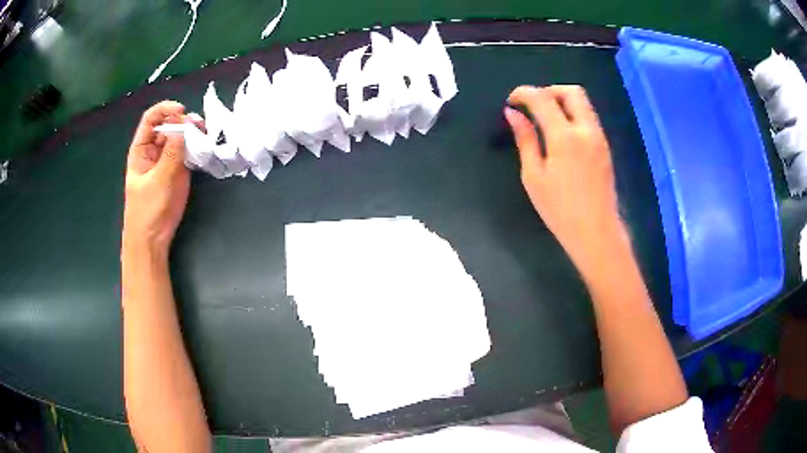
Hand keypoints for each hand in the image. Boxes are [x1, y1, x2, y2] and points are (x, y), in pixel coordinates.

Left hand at [123, 101, 195, 257]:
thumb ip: (172, 153)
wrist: (152, 239)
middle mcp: (154, 150)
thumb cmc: (147, 210)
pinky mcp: (179, 170)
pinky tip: (205, 145)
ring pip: (180, 137)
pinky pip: (188, 151)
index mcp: (141, 149)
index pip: (151, 120)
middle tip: (199, 125)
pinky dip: (197, 146)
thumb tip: (185, 126)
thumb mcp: (158, 180)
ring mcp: (167, 160)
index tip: (181, 110)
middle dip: (183, 121)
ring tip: (205, 133)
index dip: (164, 110)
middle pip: (168, 125)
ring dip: (192, 132)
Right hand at [505, 85, 625, 268]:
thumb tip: (513, 114)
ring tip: (545, 119)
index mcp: (564, 136)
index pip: (542, 98)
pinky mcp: (605, 146)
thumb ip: (525, 140)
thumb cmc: (560, 209)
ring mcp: (599, 137)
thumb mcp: (534, 176)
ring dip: (562, 101)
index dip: (524, 93)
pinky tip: (562, 134)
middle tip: (533, 105)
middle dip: (548, 90)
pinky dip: (573, 114)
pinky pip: (589, 117)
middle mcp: (585, 129)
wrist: (596, 232)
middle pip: (571, 91)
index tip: (511, 101)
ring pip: (583, 102)